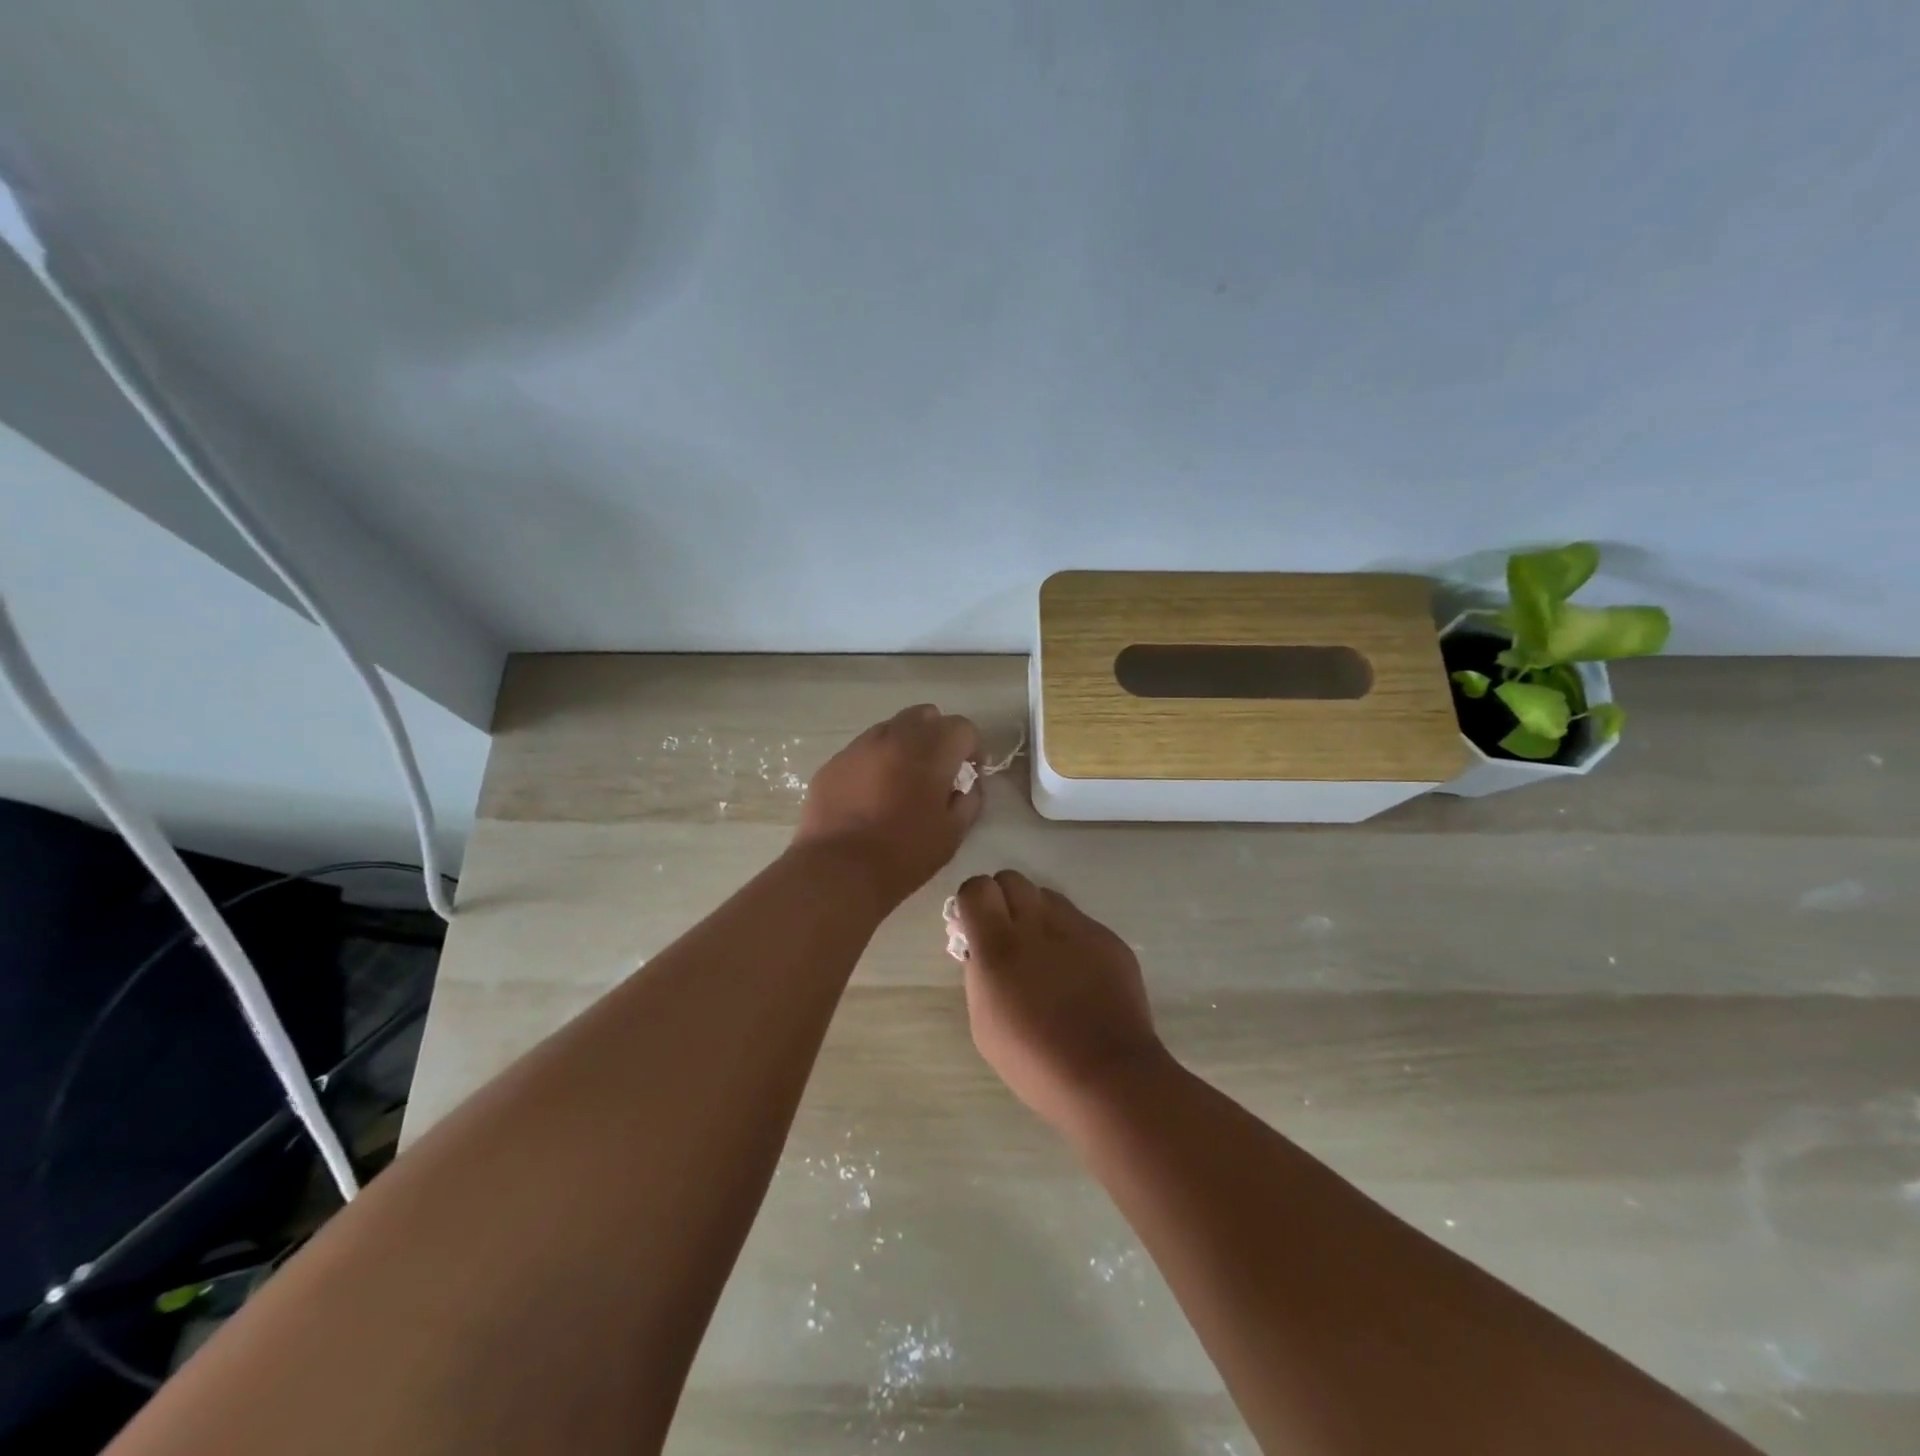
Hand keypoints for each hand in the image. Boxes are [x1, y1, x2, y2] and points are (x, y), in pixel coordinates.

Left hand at [793, 705, 981, 906]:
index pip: (962, 728)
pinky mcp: (833, 763)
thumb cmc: (904, 854)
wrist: (837, 870)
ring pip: (891, 729)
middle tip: (937, 773)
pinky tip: (870, 796)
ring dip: (905, 746)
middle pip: (925, 716)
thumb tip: (968, 785)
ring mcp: (859, 746)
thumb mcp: (953, 833)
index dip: (972, 750)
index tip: (968, 775)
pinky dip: (875, 763)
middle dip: (938, 737)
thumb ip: (970, 800)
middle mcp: (894, 736)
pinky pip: (863, 750)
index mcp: (930, 749)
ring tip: (901, 783)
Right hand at [953, 871, 1169, 1130]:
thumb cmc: (1035, 1062)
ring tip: (1044, 953)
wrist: (1109, 1077)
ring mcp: (1079, 928)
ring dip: (1037, 914)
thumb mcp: (984, 1023)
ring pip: (1048, 896)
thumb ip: (979, 973)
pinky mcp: (1109, 938)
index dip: (972, 902)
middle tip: (1007, 934)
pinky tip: (1077, 974)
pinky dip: (1070, 937)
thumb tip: (981, 947)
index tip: (974, 927)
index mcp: (999, 946)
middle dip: (1003, 900)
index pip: (976, 888)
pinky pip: (1080, 921)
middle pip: (1011, 879)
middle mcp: (1038, 925)